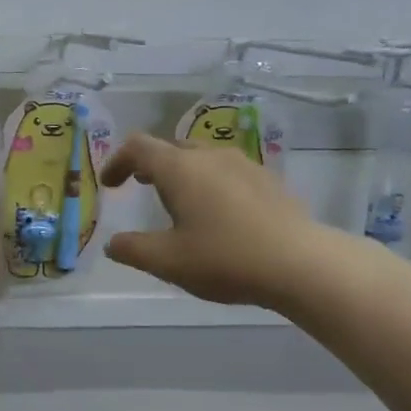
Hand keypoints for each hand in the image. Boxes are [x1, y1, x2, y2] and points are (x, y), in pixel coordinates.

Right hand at [103, 134, 320, 307]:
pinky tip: (219, 214)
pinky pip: (227, 172)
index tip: (110, 185)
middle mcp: (210, 156)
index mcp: (180, 169)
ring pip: (202, 158)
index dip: (117, 161)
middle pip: (171, 148)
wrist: (300, 263)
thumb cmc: (225, 258)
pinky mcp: (268, 180)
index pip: (138, 147)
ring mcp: (243, 165)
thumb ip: (133, 250)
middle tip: (141, 188)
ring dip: (183, 173)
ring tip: (180, 202)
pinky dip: (210, 184)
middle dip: (150, 165)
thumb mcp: (168, 262)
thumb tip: (113, 244)